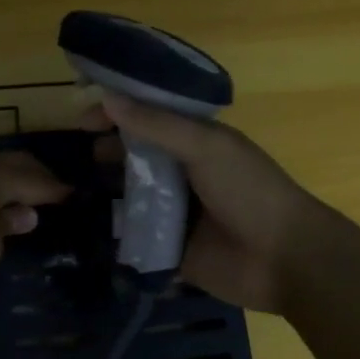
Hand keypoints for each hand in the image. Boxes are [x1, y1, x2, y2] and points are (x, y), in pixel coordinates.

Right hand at [88, 94, 338, 311]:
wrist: (284, 260)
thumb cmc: (249, 191)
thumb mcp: (205, 147)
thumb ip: (156, 124)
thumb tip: (107, 98)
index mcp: (196, 141)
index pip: (149, 117)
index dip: (118, 112)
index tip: (83, 117)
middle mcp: (182, 172)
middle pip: (135, 156)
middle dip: (107, 152)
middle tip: (79, 156)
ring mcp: (174, 212)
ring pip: (130, 195)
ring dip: (106, 191)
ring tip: (75, 191)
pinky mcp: (167, 248)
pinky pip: (133, 237)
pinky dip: (114, 231)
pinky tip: (87, 226)